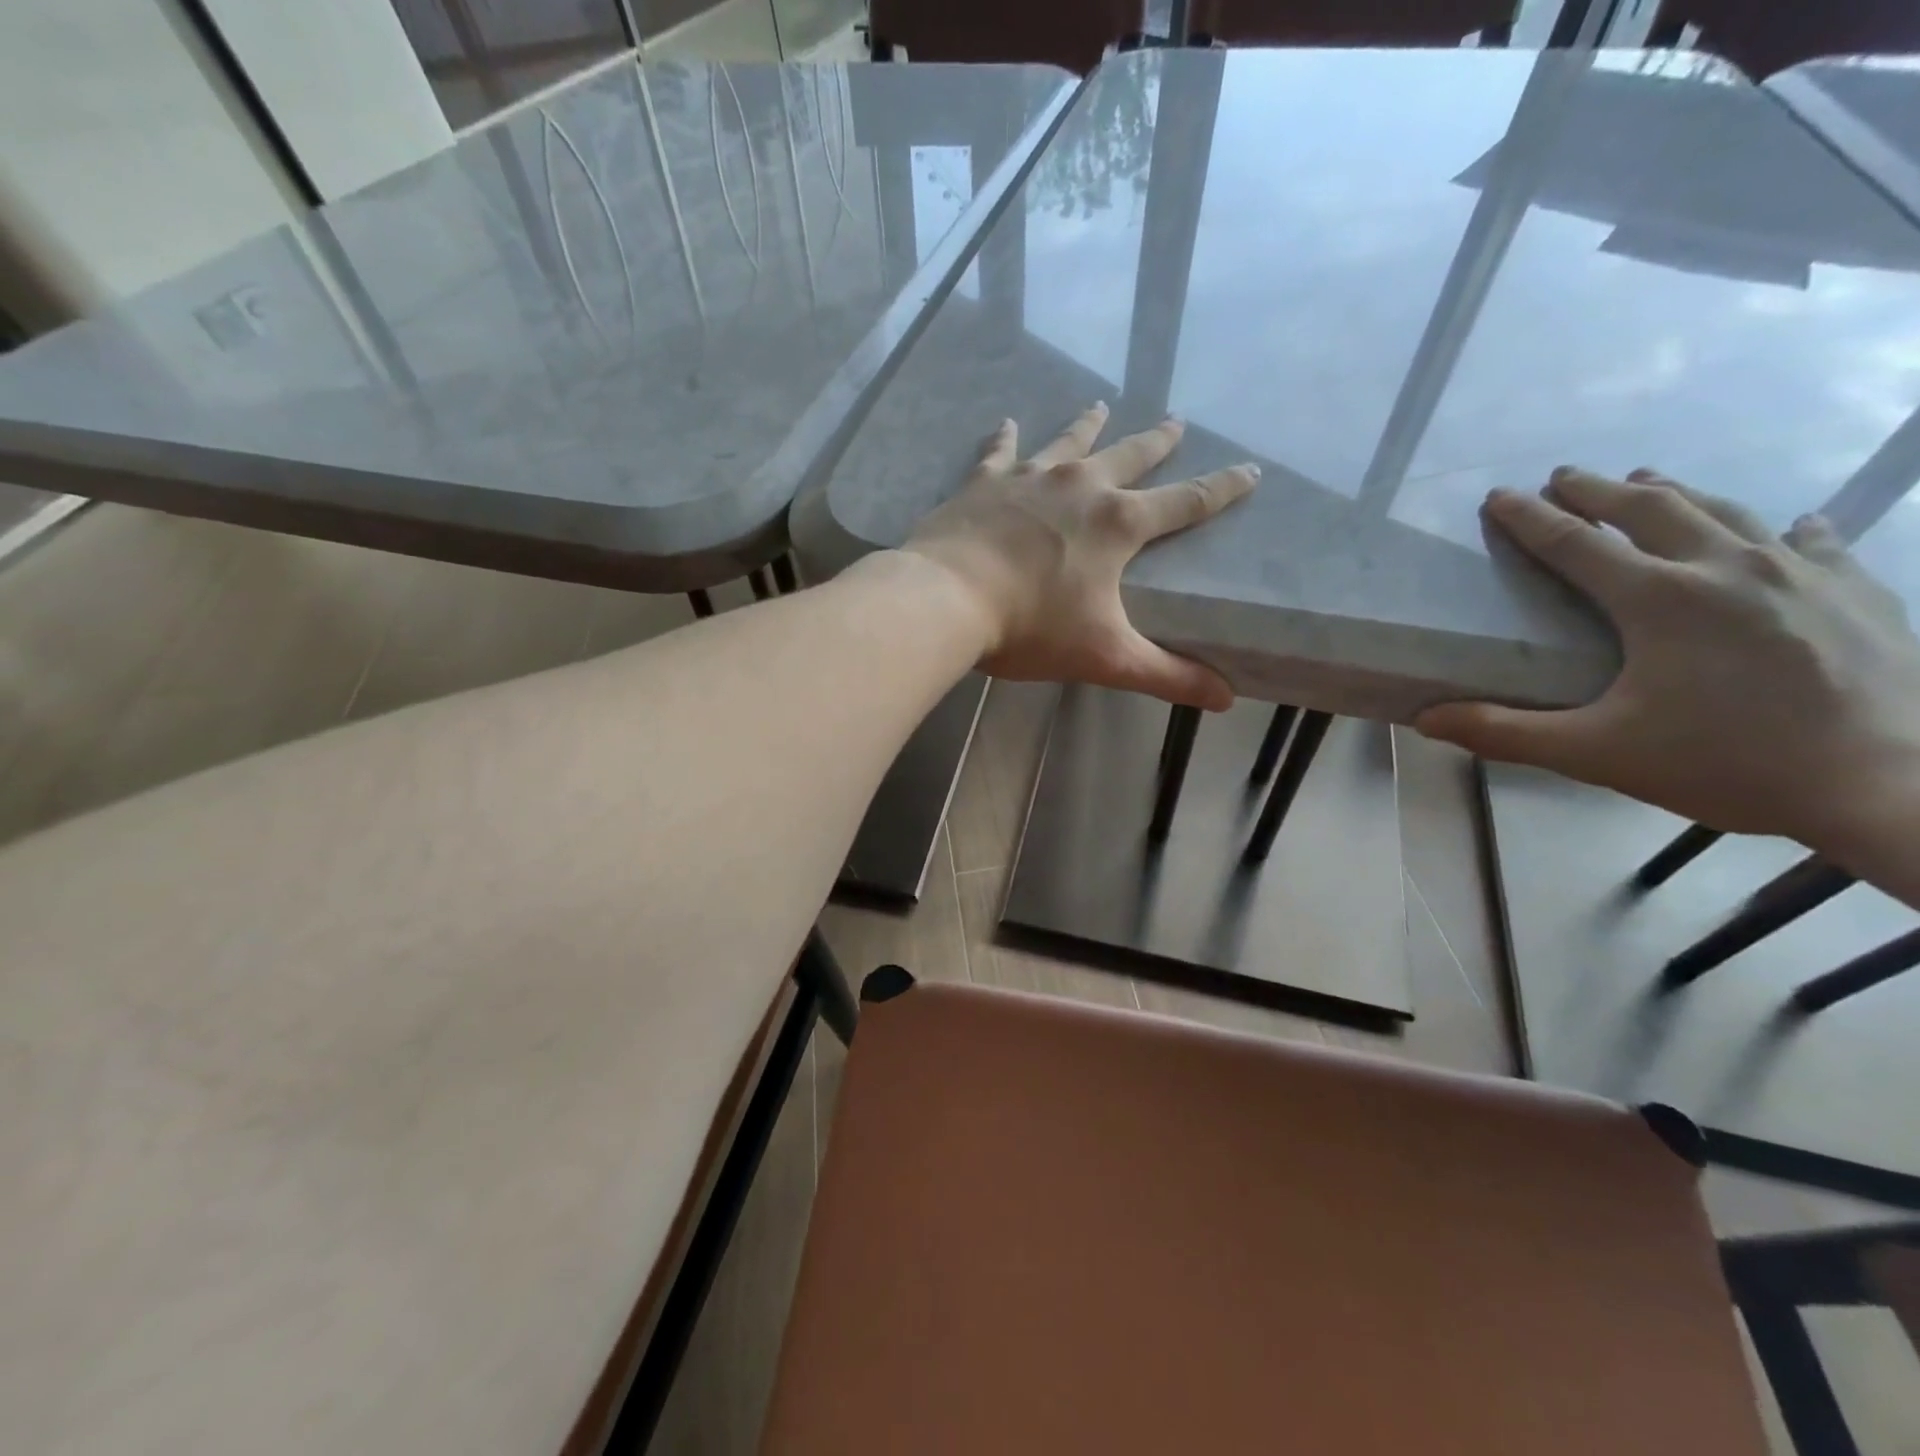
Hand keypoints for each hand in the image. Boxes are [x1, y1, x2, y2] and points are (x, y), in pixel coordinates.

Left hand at [900, 403, 1258, 710]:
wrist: (948, 599)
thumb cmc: (1031, 628)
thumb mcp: (1106, 657)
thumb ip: (1166, 675)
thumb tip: (1225, 700)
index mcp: (1117, 525)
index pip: (1186, 502)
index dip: (1222, 489)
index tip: (1250, 470)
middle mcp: (1080, 488)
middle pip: (1130, 456)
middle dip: (1158, 441)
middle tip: (1177, 421)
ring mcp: (1029, 478)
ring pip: (1069, 442)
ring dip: (1089, 426)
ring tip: (1101, 405)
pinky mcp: (984, 483)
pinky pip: (1000, 451)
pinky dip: (1005, 437)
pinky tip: (1009, 422)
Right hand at [1417, 467, 1919, 854]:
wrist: (1892, 785)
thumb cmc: (1727, 764)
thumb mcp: (1597, 754)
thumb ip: (1505, 733)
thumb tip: (1425, 720)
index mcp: (1660, 599)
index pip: (1575, 544)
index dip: (1530, 519)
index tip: (1499, 497)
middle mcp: (1727, 566)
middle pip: (1650, 508)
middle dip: (1597, 489)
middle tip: (1563, 477)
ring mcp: (1801, 572)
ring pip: (1726, 511)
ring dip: (1674, 493)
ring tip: (1646, 481)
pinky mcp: (1857, 589)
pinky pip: (1814, 541)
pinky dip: (1783, 528)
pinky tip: (1788, 525)